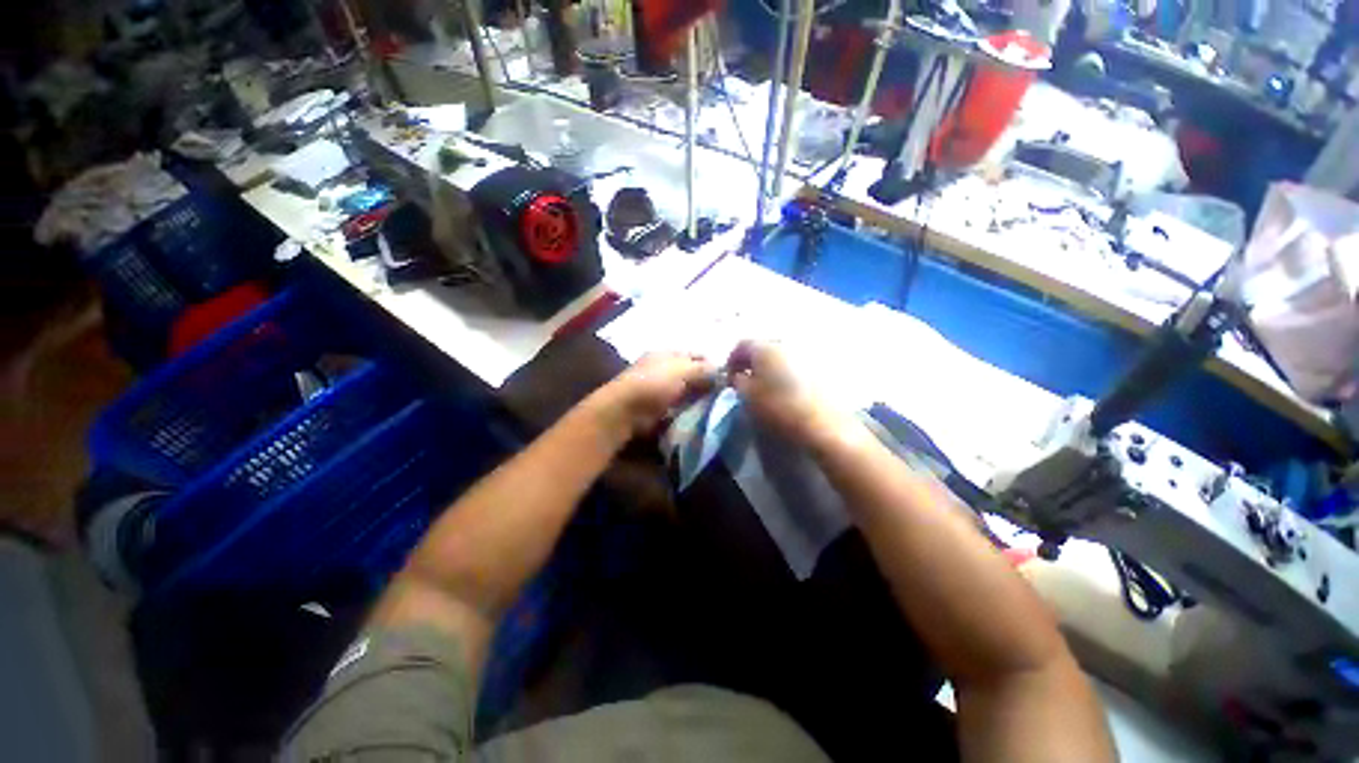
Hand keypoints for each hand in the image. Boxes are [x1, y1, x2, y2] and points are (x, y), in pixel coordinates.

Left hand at [589, 353, 718, 439]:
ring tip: (716, 408)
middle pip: (692, 374)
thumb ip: (704, 369)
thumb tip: (722, 371)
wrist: (625, 411)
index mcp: (668, 354)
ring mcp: (660, 389)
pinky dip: (689, 411)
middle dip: (707, 384)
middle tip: (724, 397)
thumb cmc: (654, 384)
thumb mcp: (682, 370)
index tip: (728, 379)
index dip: (713, 365)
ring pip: (687, 392)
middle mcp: (664, 369)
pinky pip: (679, 407)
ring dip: (699, 400)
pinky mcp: (658, 408)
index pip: (697, 355)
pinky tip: (701, 417)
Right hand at [727, 340, 846, 446]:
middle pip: (763, 349)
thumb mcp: (748, 397)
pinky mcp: (821, 369)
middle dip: (752, 363)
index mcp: (766, 348)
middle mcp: (787, 345)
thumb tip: (739, 376)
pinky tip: (787, 391)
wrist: (824, 425)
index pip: (742, 345)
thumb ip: (738, 381)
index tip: (729, 379)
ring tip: (767, 388)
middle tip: (747, 382)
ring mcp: (806, 355)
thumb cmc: (779, 408)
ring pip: (781, 357)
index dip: (732, 361)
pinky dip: (787, 374)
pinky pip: (797, 366)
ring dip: (771, 369)